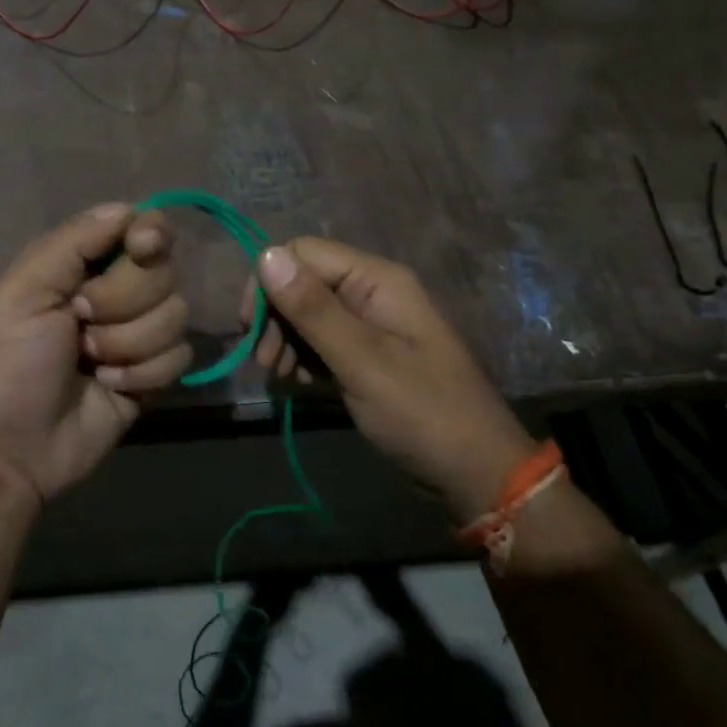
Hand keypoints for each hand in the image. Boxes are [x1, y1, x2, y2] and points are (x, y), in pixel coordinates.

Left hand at [0, 203, 190, 508]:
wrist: (13, 448)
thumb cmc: (7, 364)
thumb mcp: (22, 292)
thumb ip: (73, 242)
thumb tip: (130, 209)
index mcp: (81, 265)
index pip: (140, 228)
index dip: (149, 234)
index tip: (142, 248)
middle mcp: (117, 292)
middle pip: (163, 271)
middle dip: (122, 301)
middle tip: (79, 323)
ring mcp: (139, 334)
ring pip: (176, 314)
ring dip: (129, 343)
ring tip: (89, 363)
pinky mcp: (154, 374)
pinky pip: (180, 356)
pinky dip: (143, 373)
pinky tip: (110, 387)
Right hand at [243, 238, 535, 520]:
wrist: (474, 472)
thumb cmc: (422, 413)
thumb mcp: (362, 361)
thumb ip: (313, 309)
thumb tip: (265, 255)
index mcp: (377, 280)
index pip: (303, 253)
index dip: (269, 283)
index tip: (251, 329)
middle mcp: (372, 292)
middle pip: (303, 282)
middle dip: (276, 317)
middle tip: (266, 363)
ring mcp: (371, 324)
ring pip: (307, 313)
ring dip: (285, 340)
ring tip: (280, 377)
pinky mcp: (367, 354)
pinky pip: (322, 340)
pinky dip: (303, 358)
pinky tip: (299, 384)